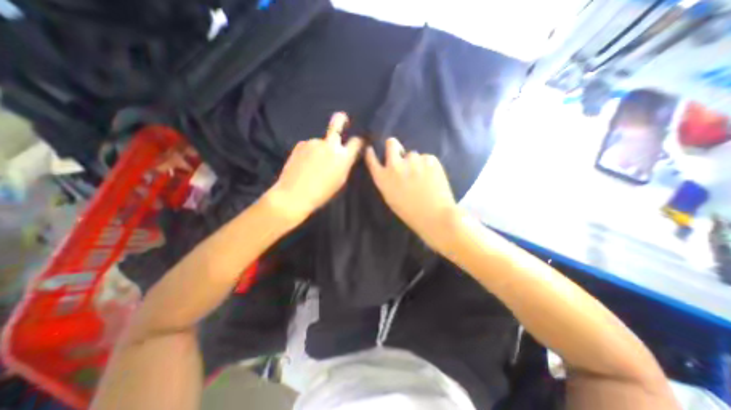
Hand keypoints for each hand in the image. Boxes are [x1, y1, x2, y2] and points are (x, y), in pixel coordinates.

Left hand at [266, 110, 362, 222]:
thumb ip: (345, 164)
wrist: (294, 194)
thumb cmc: (322, 193)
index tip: (358, 140)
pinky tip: (305, 164)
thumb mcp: (340, 180)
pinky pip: (310, 146)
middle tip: (343, 119)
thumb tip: (346, 155)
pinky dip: (310, 152)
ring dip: (321, 148)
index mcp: (343, 157)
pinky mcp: (301, 144)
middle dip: (341, 119)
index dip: (359, 140)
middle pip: (337, 123)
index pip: (356, 141)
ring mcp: (314, 142)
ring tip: (313, 164)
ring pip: (321, 141)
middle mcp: (329, 145)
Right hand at [365, 138, 454, 249]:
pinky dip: (428, 165)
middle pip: (391, 144)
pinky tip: (432, 178)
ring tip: (423, 177)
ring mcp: (413, 160)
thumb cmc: (410, 212)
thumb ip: (387, 181)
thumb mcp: (390, 198)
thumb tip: (389, 169)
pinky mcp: (429, 159)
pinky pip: (426, 158)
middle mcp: (395, 165)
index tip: (371, 149)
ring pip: (413, 155)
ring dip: (415, 162)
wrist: (434, 216)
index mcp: (383, 178)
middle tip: (400, 154)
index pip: (372, 159)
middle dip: (394, 146)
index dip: (371, 153)